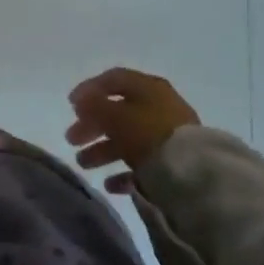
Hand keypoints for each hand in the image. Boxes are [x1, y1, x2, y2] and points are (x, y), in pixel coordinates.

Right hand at [66, 67, 198, 192]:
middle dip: (92, 125)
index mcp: (147, 87)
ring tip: (83, 164)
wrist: (193, 174)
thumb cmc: (149, 134)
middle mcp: (158, 106)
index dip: (89, 89)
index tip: (70, 106)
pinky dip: (122, 171)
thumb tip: (81, 100)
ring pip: (127, 139)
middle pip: (118, 111)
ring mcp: (166, 135)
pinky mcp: (172, 162)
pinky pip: (142, 163)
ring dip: (102, 150)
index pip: (113, 79)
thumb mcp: (116, 116)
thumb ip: (95, 106)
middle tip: (71, 139)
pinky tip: (109, 185)